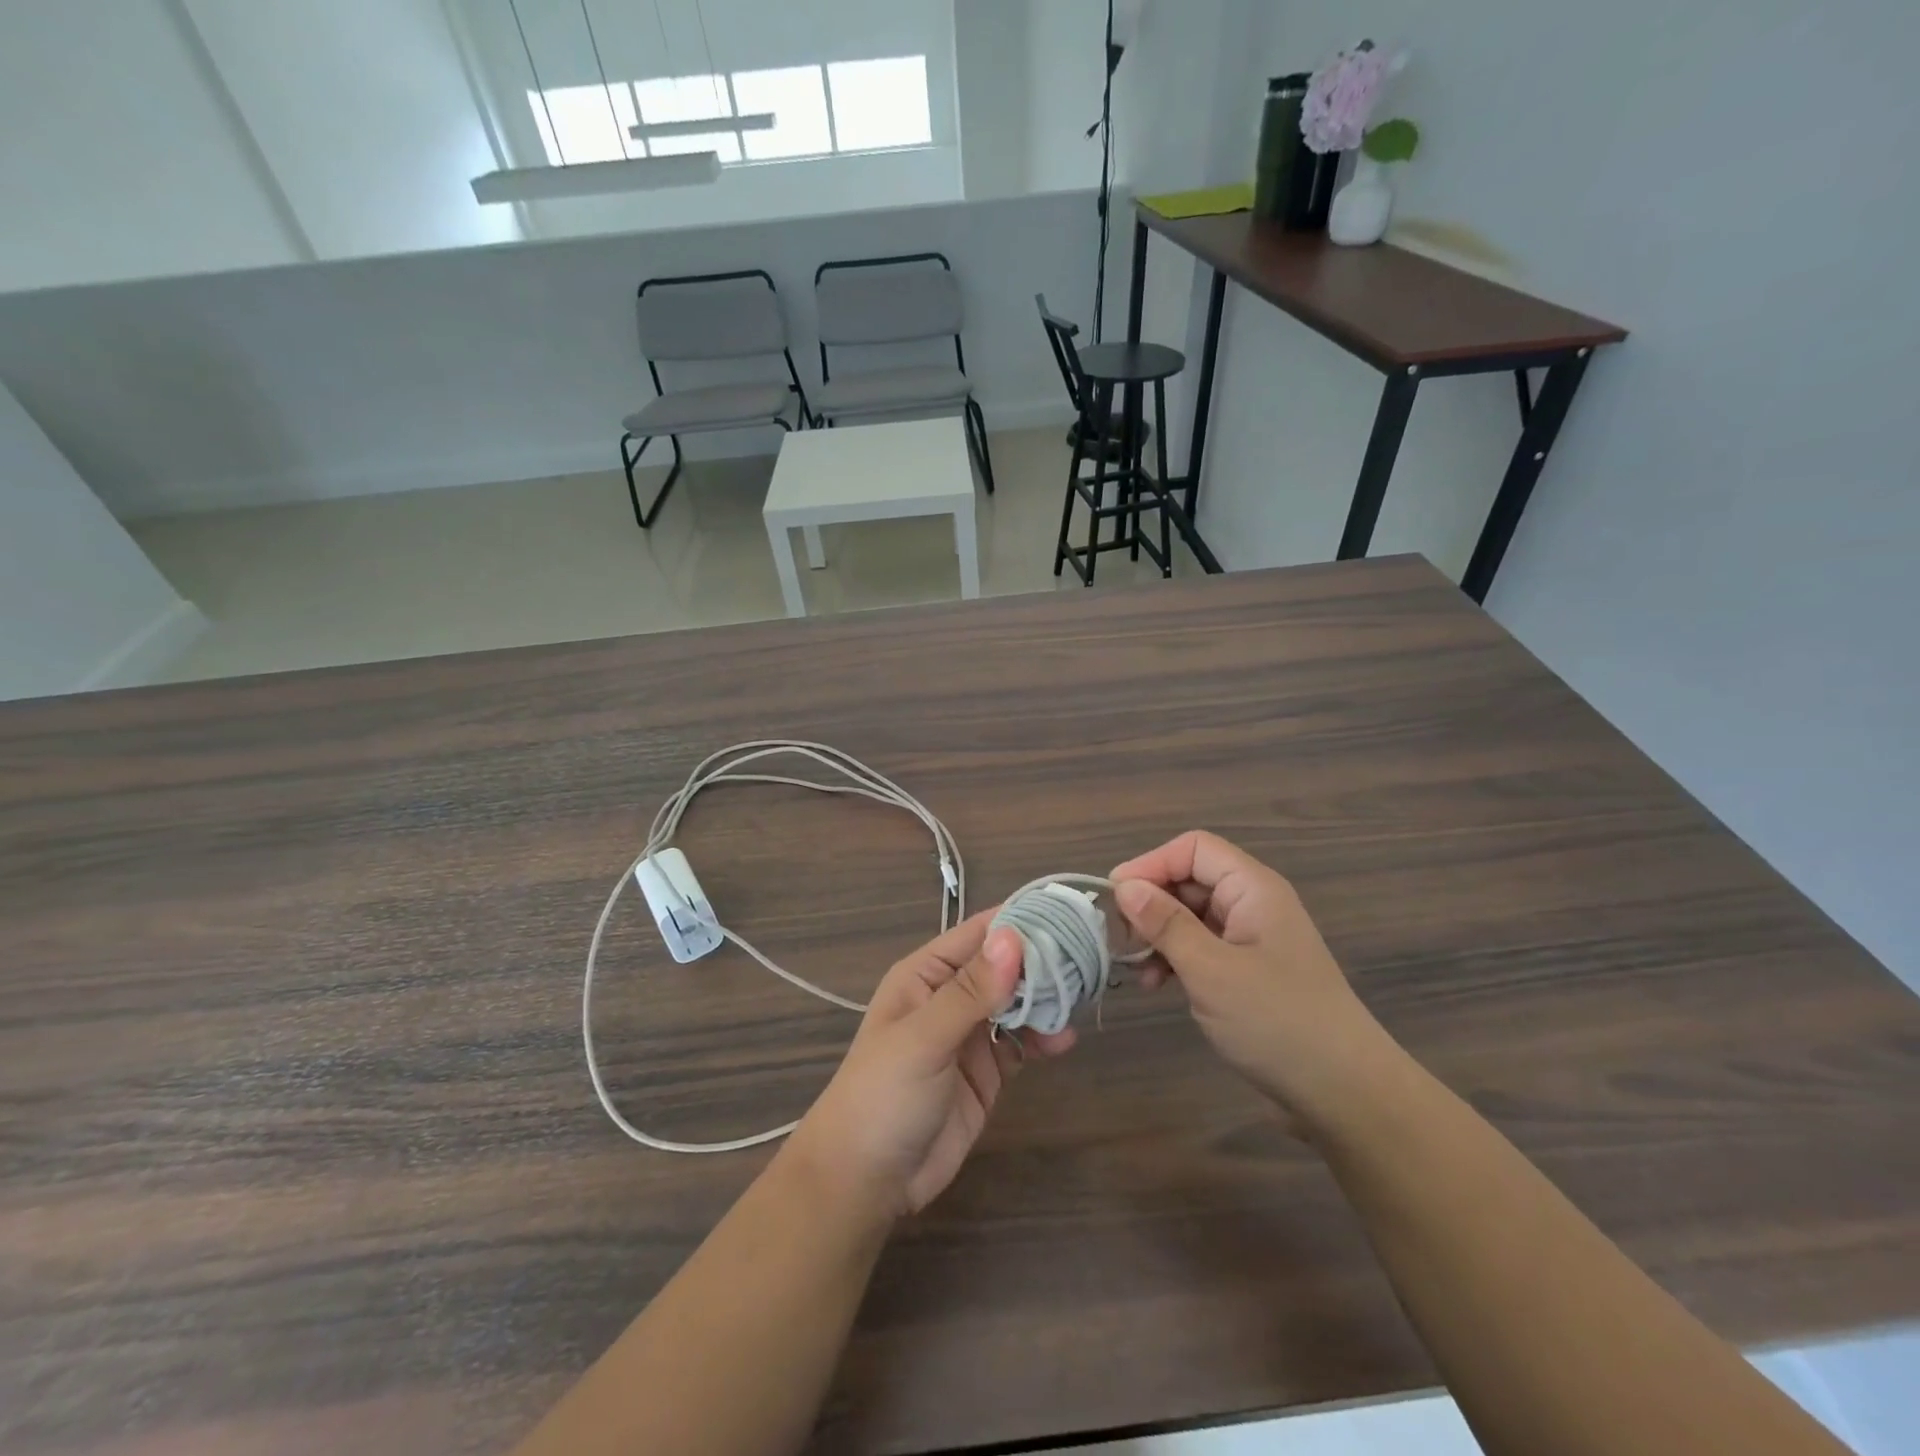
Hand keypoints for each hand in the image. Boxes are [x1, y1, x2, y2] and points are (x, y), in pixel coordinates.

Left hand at [787, 912, 1075, 1220]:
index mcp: (925, 975)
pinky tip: (1063, 1039)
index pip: (978, 934)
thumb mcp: (924, 1038)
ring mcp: (969, 1035)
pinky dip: (1042, 1037)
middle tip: (1088, 957)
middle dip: (1041, 961)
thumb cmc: (883, 1094)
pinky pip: (1020, 1043)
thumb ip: (971, 991)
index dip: (1020, 922)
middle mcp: (949, 997)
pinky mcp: (986, 1072)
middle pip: (1003, 967)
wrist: (866, 1181)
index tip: (1067, 914)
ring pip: (1016, 1003)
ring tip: (1081, 997)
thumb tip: (1013, 937)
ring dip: (1045, 999)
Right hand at [1111, 831, 1396, 1130]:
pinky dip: (1175, 958)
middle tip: (1122, 939)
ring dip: (1159, 935)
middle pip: (1190, 879)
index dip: (1152, 863)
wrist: (1345, 1093)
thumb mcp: (1211, 970)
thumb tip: (1124, 886)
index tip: (1116, 897)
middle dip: (1151, 903)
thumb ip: (1166, 924)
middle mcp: (1253, 904)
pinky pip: (1201, 946)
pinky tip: (1158, 986)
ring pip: (1191, 915)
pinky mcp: (1248, 971)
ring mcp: (1251, 938)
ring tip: (1137, 970)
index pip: (1193, 848)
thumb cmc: (1278, 1022)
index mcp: (1253, 889)